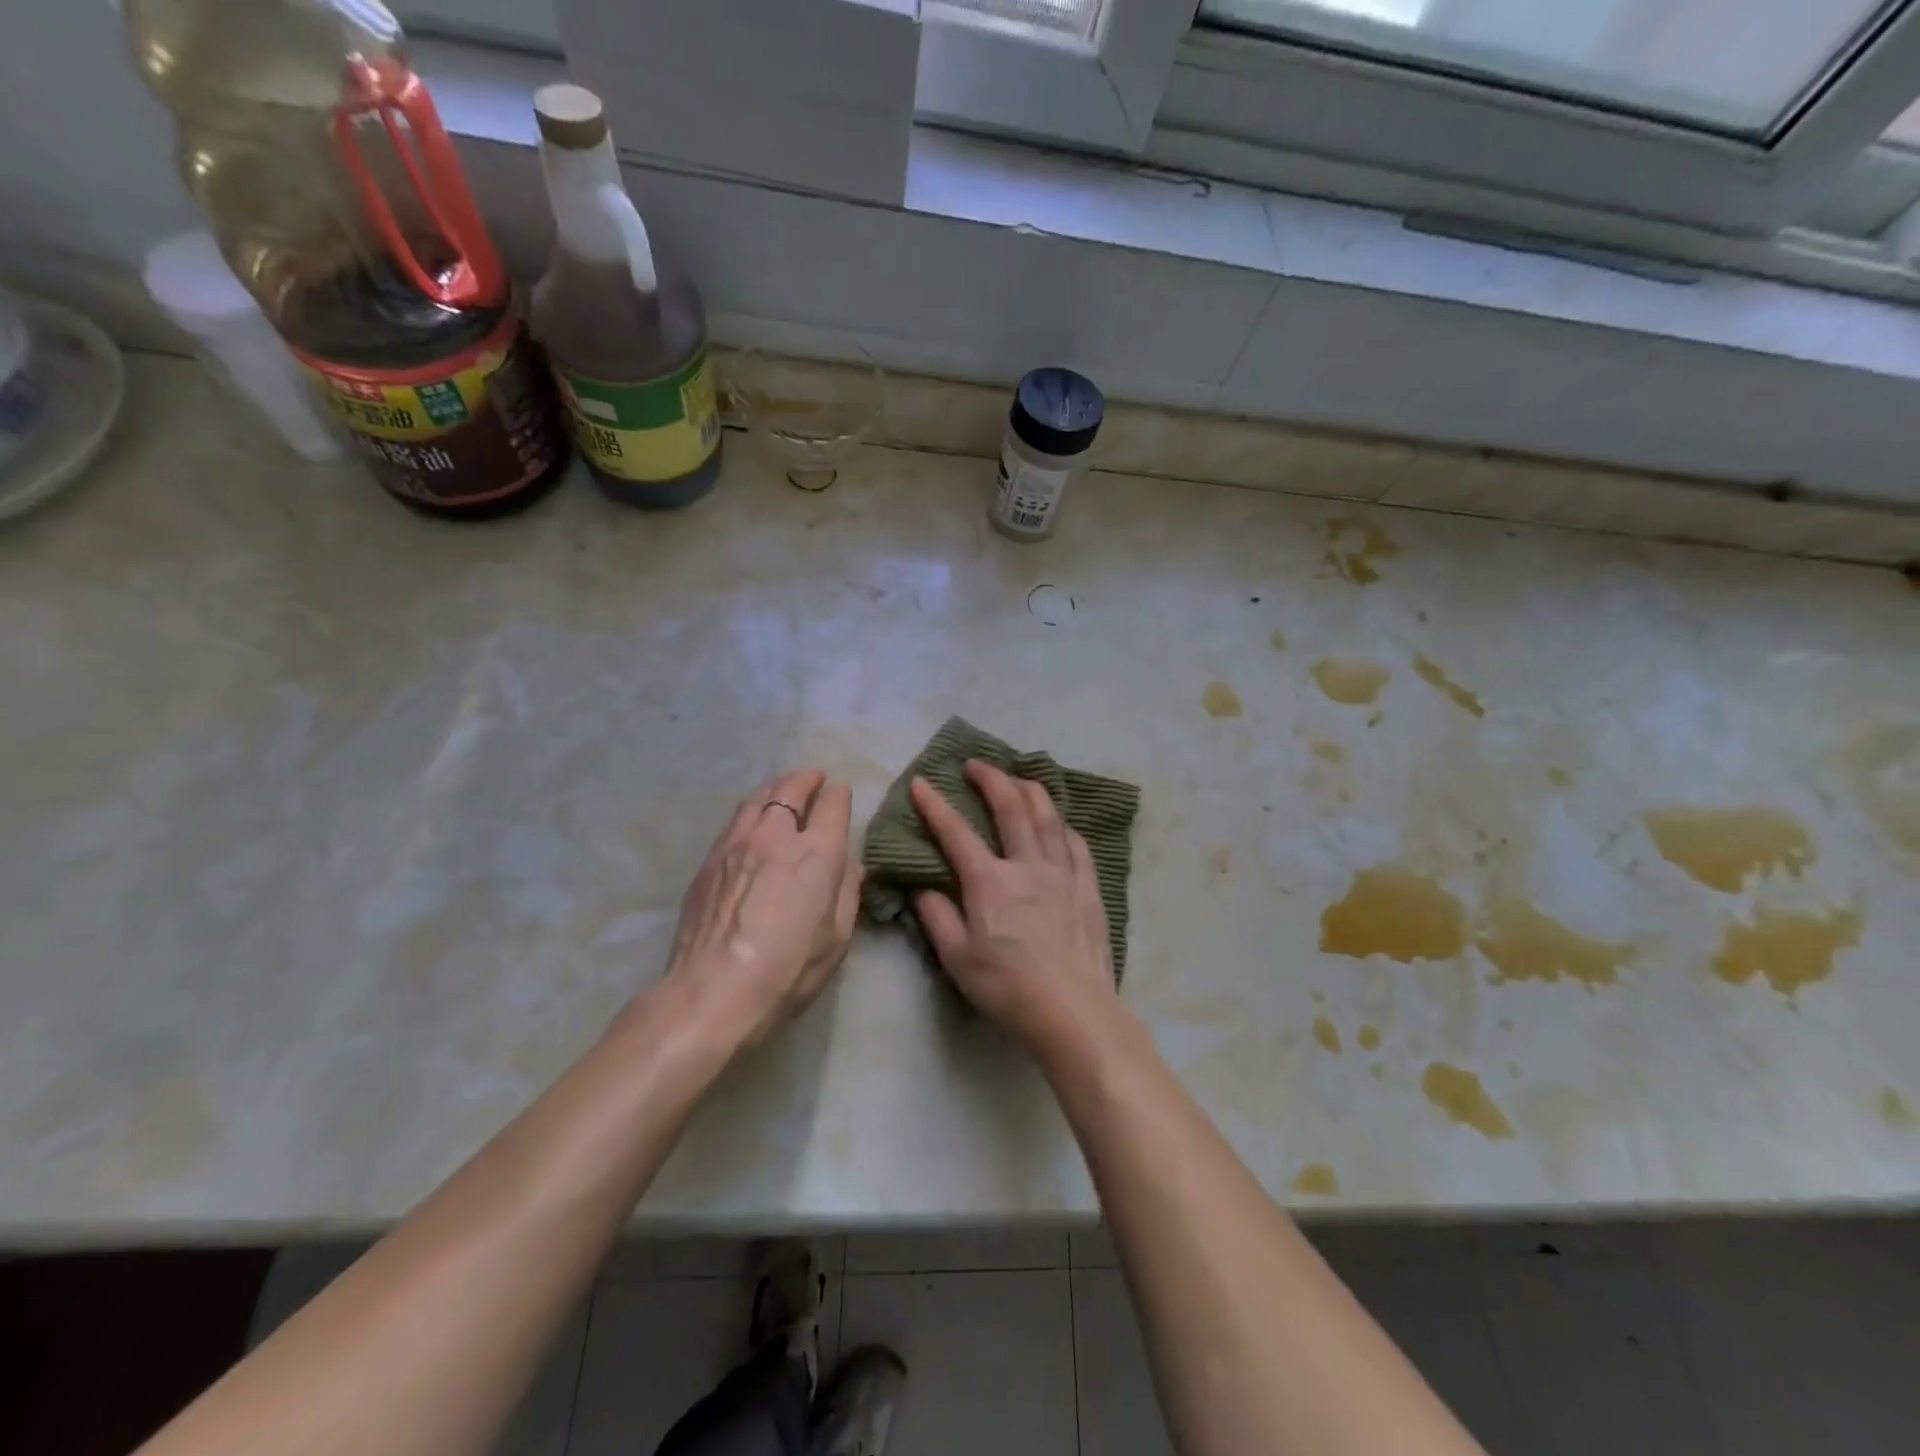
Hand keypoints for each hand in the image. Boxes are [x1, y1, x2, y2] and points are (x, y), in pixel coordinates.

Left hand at [665, 769, 861, 1047]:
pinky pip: (736, 821)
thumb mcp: (838, 938)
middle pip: (791, 789)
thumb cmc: (788, 970)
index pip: (832, 803)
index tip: (840, 797)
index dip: (839, 796)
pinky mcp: (709, 860)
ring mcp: (737, 843)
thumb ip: (848, 893)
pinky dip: (752, 812)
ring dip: (776, 790)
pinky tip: (753, 824)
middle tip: (814, 779)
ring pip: (758, 798)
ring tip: (783, 792)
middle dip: (807, 779)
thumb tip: (850, 866)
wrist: (713, 992)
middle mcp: (776, 836)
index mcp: (817, 853)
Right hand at [911, 761, 1118, 1054]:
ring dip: (1030, 789)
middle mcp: (1027, 864)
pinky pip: (1077, 843)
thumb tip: (923, 886)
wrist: (1073, 1009)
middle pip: (1010, 806)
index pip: (956, 832)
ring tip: (1018, 778)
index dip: (935, 805)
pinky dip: (1063, 824)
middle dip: (990, 778)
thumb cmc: (1008, 987)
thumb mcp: (957, 958)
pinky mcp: (1088, 886)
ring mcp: (1063, 872)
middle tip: (976, 764)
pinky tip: (1059, 822)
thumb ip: (936, 916)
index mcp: (990, 881)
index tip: (922, 782)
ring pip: (1048, 815)